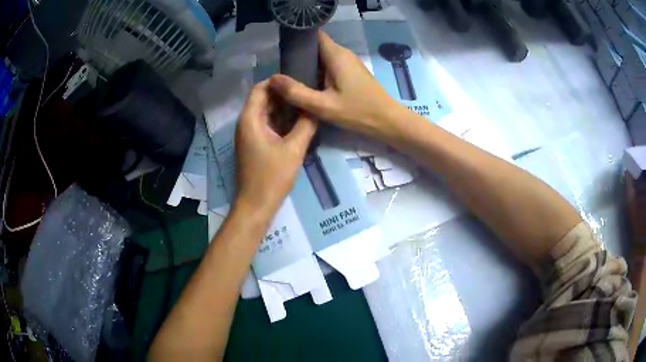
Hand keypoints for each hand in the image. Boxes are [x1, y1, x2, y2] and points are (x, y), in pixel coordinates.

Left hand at [235, 80, 316, 215]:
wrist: (256, 205)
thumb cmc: (272, 177)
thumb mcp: (294, 149)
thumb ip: (306, 125)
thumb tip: (316, 108)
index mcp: (250, 119)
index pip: (260, 89)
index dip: (277, 82)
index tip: (298, 80)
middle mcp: (246, 123)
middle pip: (263, 99)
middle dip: (283, 94)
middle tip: (307, 91)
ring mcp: (249, 135)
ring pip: (266, 112)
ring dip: (283, 108)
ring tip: (306, 104)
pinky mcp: (254, 145)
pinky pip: (267, 125)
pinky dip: (280, 121)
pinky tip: (298, 122)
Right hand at [268, 31, 406, 141]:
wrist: (388, 121)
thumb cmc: (358, 111)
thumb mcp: (323, 105)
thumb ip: (297, 93)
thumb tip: (272, 79)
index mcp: (336, 55)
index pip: (314, 35)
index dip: (298, 39)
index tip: (282, 50)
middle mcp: (343, 54)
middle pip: (316, 47)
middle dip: (299, 55)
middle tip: (282, 69)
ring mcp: (349, 63)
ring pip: (323, 57)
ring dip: (308, 64)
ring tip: (290, 77)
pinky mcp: (352, 73)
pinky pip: (330, 66)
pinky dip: (318, 72)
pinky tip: (309, 85)